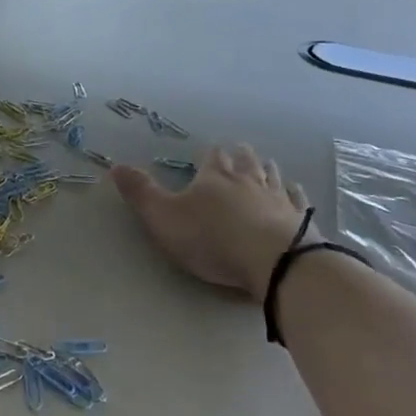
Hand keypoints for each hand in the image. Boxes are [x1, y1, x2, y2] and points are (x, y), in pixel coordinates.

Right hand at [112, 145, 311, 298]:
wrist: (273, 261)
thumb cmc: (212, 239)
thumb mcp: (164, 218)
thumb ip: (141, 193)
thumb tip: (116, 165)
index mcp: (215, 176)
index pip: (212, 156)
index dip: (209, 155)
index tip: (207, 154)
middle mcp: (248, 179)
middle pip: (245, 159)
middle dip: (239, 156)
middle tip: (237, 154)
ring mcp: (277, 197)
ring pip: (271, 174)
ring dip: (266, 169)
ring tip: (263, 166)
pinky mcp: (299, 218)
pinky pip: (296, 198)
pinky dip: (292, 193)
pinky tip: (293, 191)